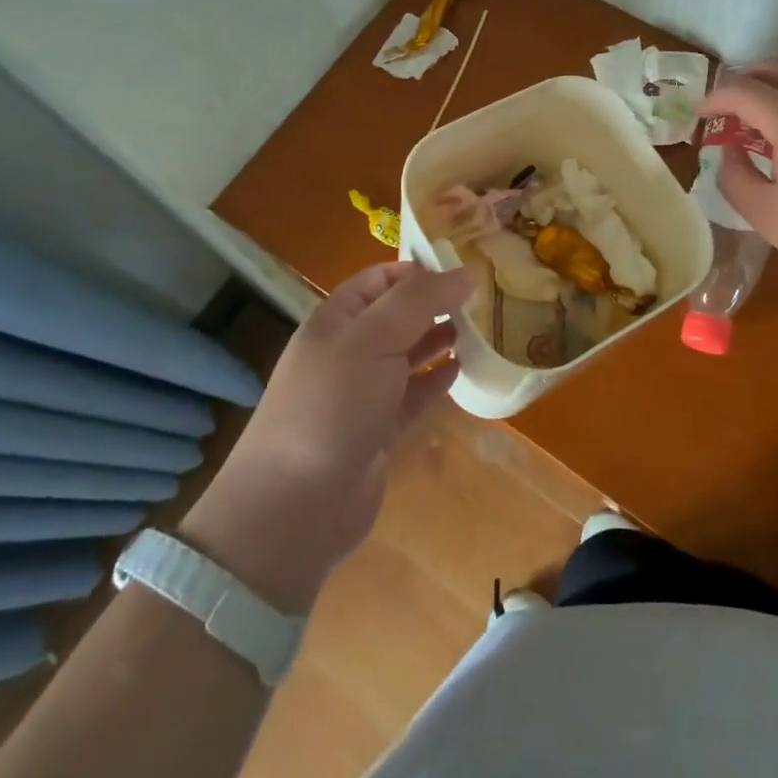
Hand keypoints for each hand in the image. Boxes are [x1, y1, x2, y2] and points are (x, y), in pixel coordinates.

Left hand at [181, 263, 466, 613]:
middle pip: (398, 314)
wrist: (295, 507)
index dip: (421, 270)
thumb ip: (420, 301)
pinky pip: (412, 395)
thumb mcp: (374, 338)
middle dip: (436, 305)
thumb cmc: (332, 405)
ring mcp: (362, 392)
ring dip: (439, 340)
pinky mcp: (377, 431)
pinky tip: (460, 370)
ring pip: (408, 354)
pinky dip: (435, 380)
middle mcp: (348, 350)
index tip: (466, 272)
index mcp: (337, 319)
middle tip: (482, 301)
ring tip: (478, 331)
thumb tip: (464, 273)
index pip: (383, 278)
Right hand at [699, 59, 777, 294]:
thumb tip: (730, 155)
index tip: (700, 117)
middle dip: (742, 82)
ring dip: (771, 95)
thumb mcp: (767, 215)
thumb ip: (735, 178)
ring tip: (758, 134)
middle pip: (774, 69)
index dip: (714, 99)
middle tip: (726, 112)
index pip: (742, 90)